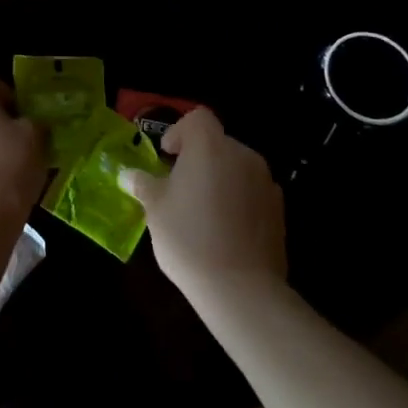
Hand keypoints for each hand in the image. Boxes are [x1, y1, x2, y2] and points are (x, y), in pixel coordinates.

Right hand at [119, 108, 285, 302]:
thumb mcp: (155, 209)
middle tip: (180, 187)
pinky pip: (253, 192)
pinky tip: (226, 230)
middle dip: (199, 158)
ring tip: (203, 211)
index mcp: (209, 146)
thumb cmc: (188, 238)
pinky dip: (239, 200)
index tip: (168, 156)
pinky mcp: (279, 210)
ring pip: (237, 168)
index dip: (180, 131)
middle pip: (218, 142)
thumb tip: (129, 175)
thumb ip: (144, 184)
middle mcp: (242, 154)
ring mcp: (265, 181)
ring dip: (220, 179)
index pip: (198, 118)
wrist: (240, 288)